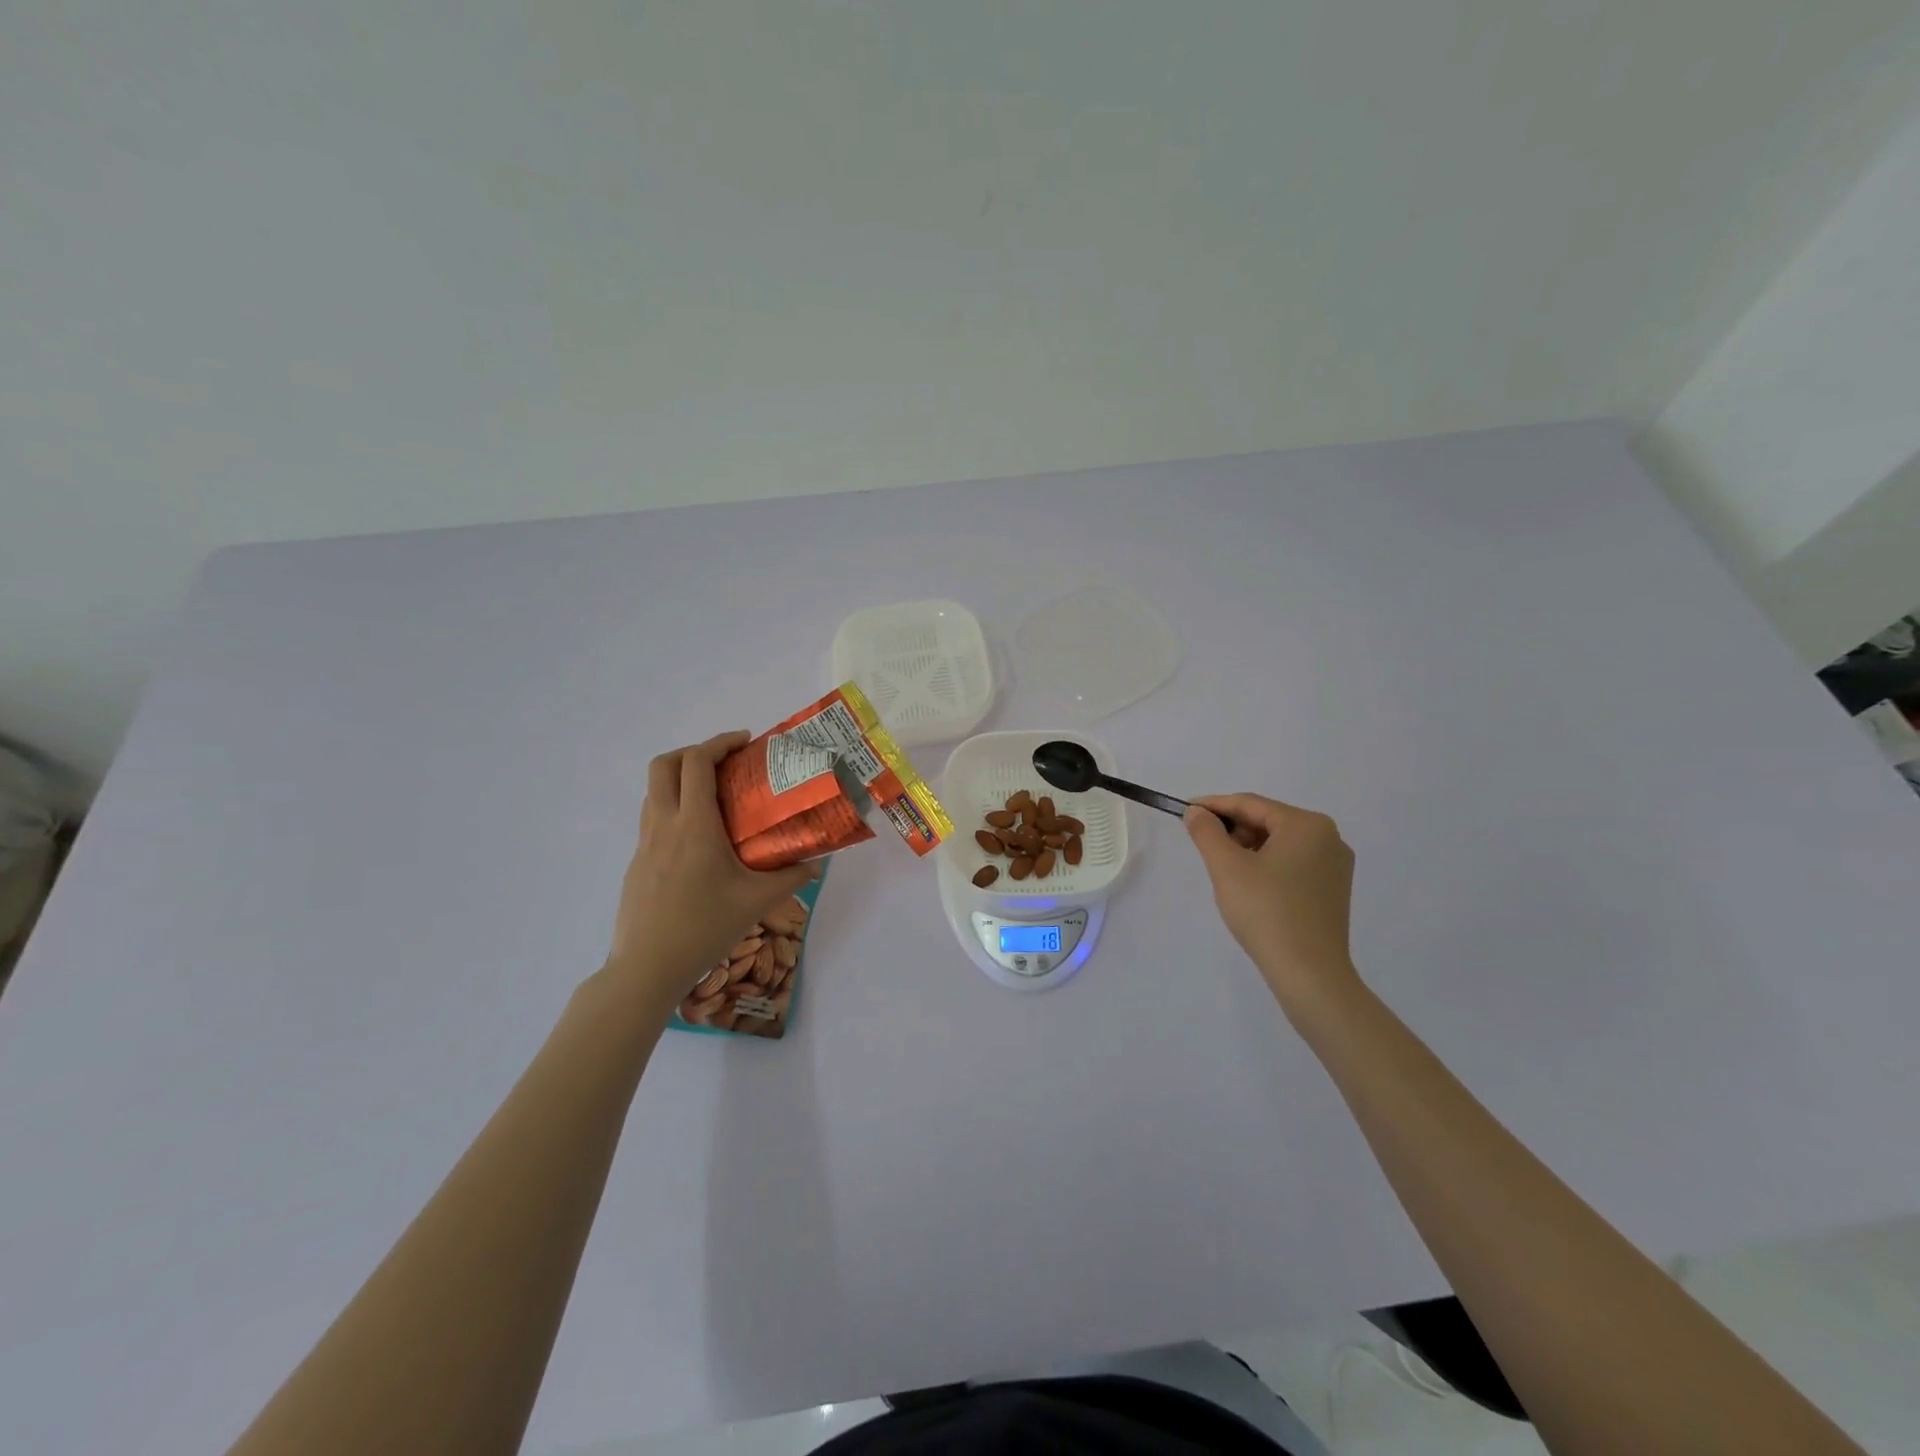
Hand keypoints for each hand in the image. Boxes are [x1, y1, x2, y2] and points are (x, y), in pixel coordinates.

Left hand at [605, 731, 815, 1004]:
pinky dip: (675, 807)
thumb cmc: (704, 928)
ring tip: (715, 795)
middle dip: (694, 752)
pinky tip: (700, 839)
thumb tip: (817, 863)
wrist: (647, 968)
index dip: (719, 743)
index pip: (697, 763)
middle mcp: (664, 825)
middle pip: (664, 765)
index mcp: (694, 826)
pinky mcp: (637, 862)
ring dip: (681, 778)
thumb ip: (790, 878)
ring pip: (654, 791)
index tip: (745, 742)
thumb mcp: (756, 902)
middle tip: (725, 763)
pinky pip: (653, 817)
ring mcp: (645, 844)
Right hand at [1184, 793, 1358, 1005]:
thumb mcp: (1226, 867)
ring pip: (1279, 844)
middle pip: (1267, 821)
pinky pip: (1293, 864)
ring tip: (1223, 869)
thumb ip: (1207, 832)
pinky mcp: (1333, 890)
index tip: (1184, 811)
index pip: (1250, 804)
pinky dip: (1266, 866)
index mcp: (1307, 825)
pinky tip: (1249, 886)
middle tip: (1202, 845)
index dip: (1214, 806)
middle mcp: (1329, 838)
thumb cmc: (1266, 912)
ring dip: (1247, 849)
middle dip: (1232, 830)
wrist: (1309, 974)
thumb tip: (1197, 812)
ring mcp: (1335, 866)